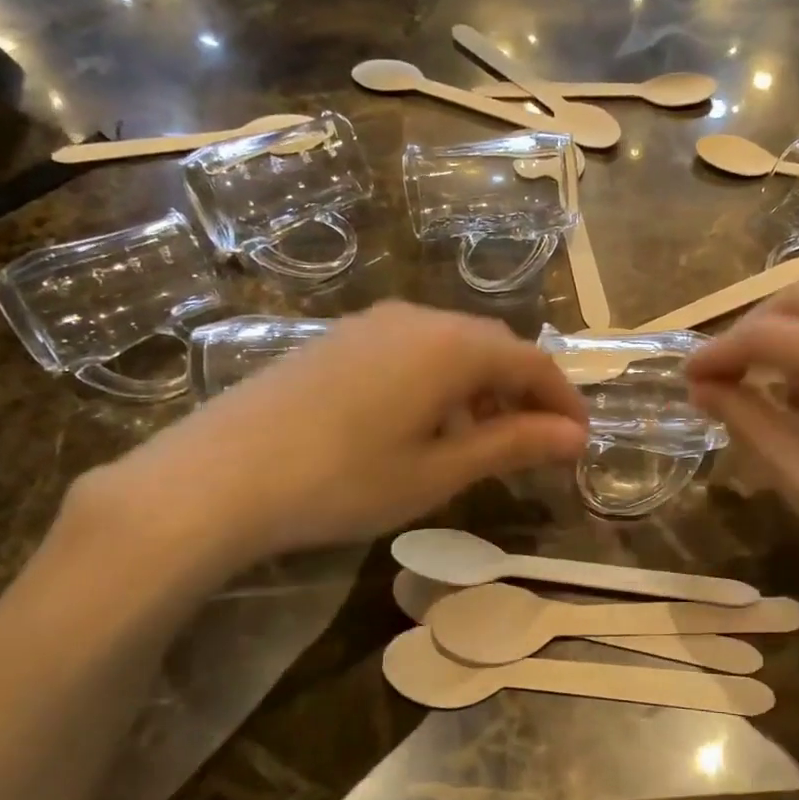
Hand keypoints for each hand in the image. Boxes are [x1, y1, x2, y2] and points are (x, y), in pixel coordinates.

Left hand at [77, 302, 587, 579]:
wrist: (218, 476)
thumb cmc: (343, 480)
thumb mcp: (438, 471)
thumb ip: (512, 445)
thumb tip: (574, 437)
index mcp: (452, 346)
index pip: (533, 361)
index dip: (563, 401)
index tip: (579, 441)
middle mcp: (418, 319)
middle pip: (493, 346)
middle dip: (524, 392)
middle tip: (535, 444)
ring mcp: (372, 324)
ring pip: (451, 347)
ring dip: (481, 387)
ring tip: (482, 441)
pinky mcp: (338, 340)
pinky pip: (411, 351)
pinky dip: (439, 382)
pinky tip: (423, 425)